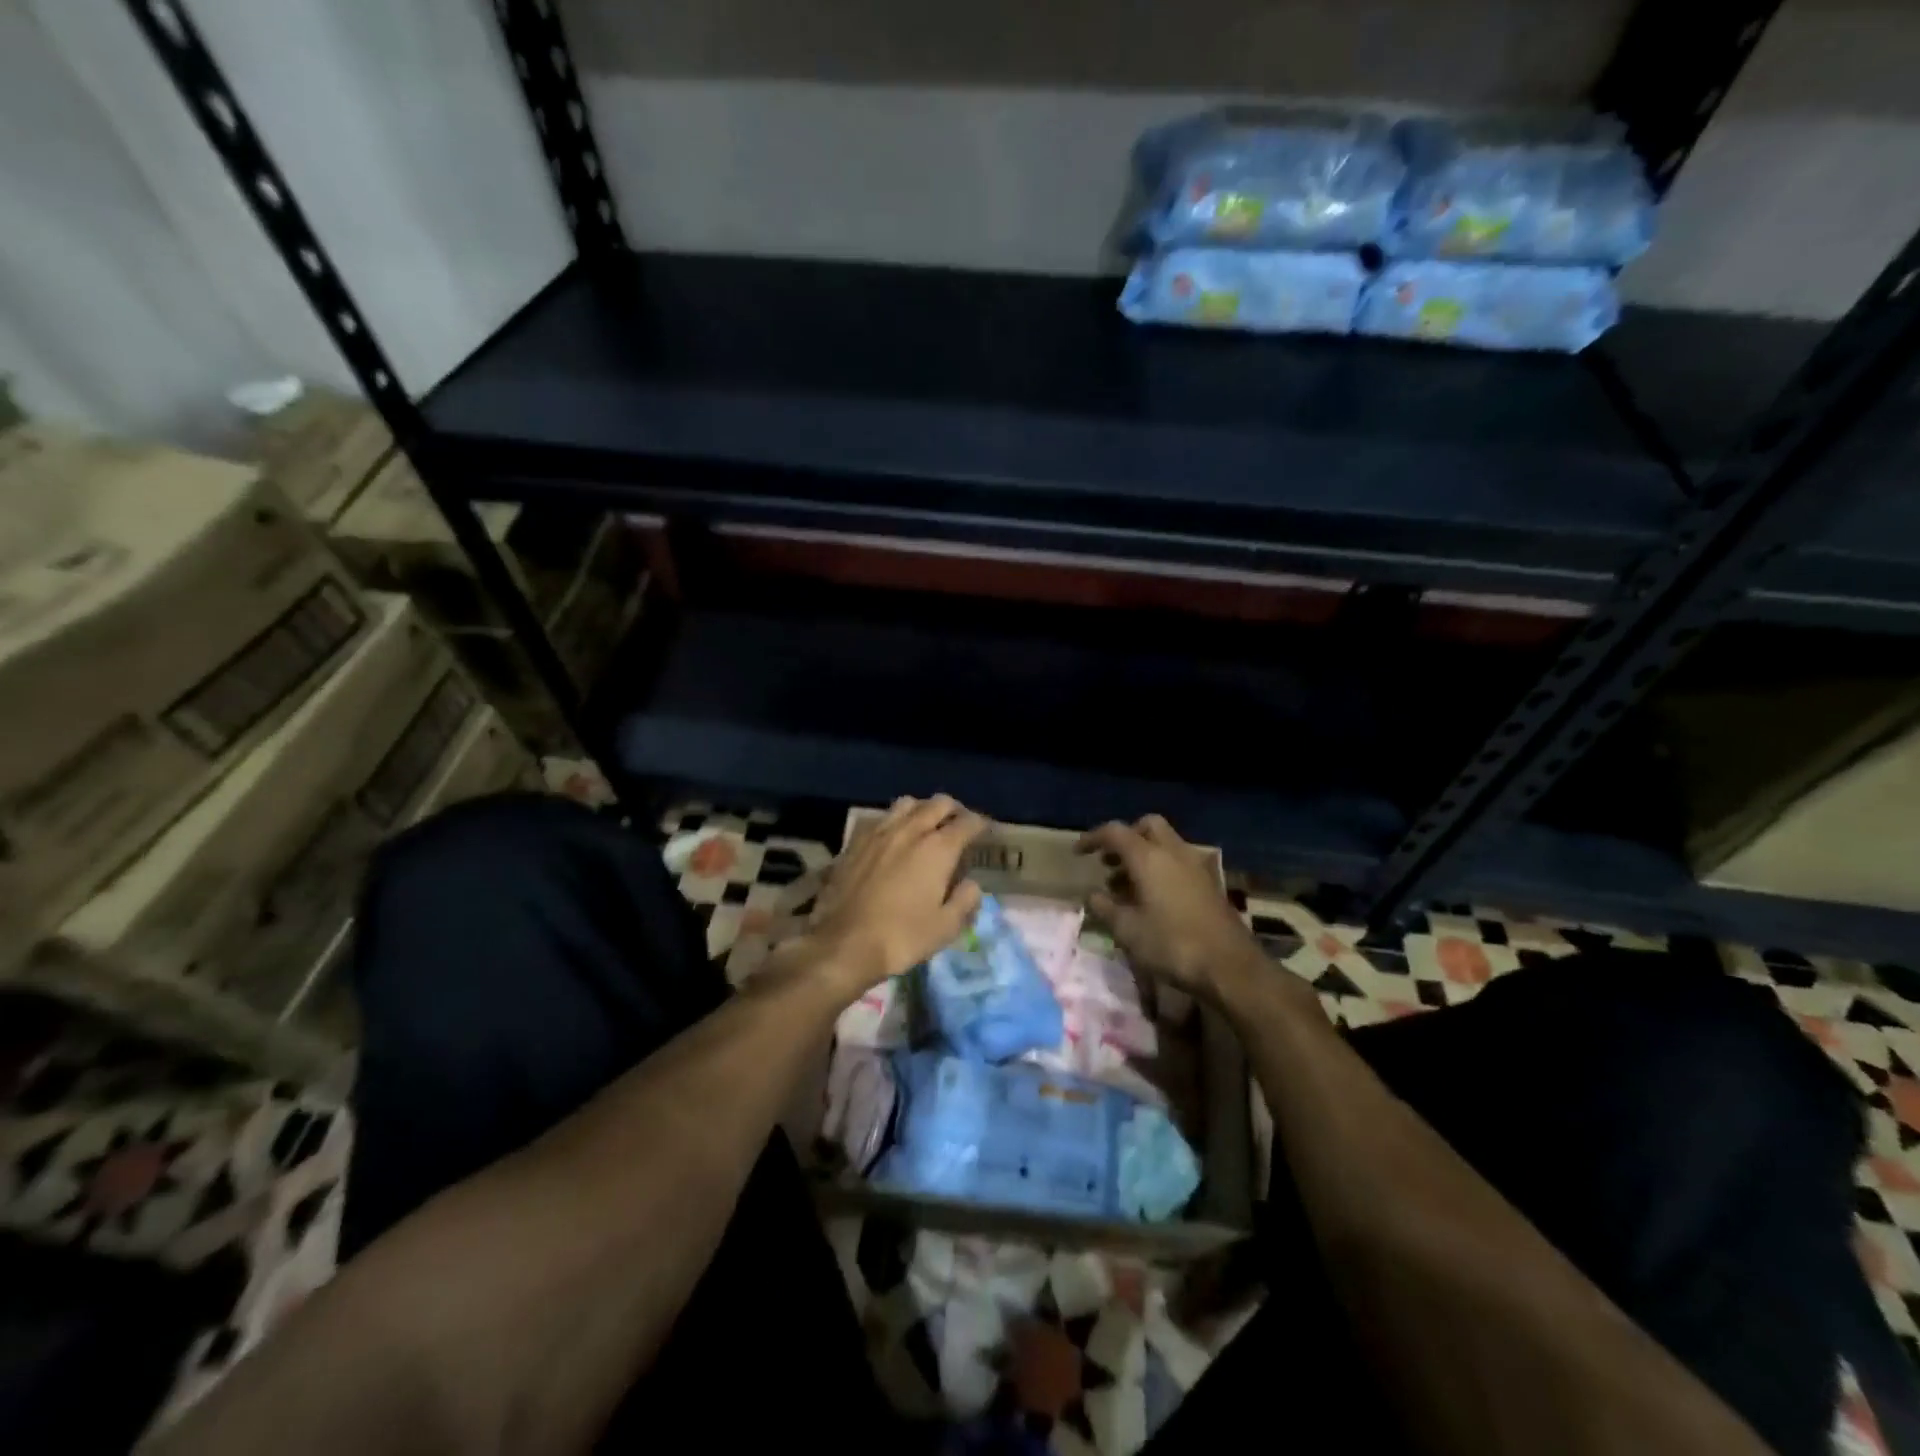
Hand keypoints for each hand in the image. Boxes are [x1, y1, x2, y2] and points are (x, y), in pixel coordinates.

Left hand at [803, 795, 989, 999]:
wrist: (842, 943)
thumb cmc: (901, 937)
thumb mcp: (945, 928)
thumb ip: (965, 901)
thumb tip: (972, 884)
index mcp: (938, 848)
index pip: (968, 822)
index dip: (980, 824)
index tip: (985, 831)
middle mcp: (910, 830)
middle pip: (938, 803)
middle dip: (954, 810)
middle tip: (958, 824)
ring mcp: (879, 832)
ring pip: (907, 803)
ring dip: (922, 809)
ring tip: (925, 825)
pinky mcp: (855, 841)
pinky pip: (880, 818)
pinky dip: (893, 821)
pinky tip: (892, 837)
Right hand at [1078, 815, 1262, 1006]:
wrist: (1229, 966)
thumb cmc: (1172, 944)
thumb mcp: (1128, 930)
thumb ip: (1105, 908)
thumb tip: (1092, 895)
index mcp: (1149, 857)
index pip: (1115, 832)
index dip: (1093, 838)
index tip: (1078, 853)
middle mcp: (1174, 852)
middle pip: (1146, 826)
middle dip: (1126, 838)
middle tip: (1109, 861)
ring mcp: (1196, 866)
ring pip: (1165, 843)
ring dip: (1143, 854)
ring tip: (1124, 885)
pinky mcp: (1209, 883)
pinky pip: (1178, 861)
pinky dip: (1161, 868)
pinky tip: (1152, 898)